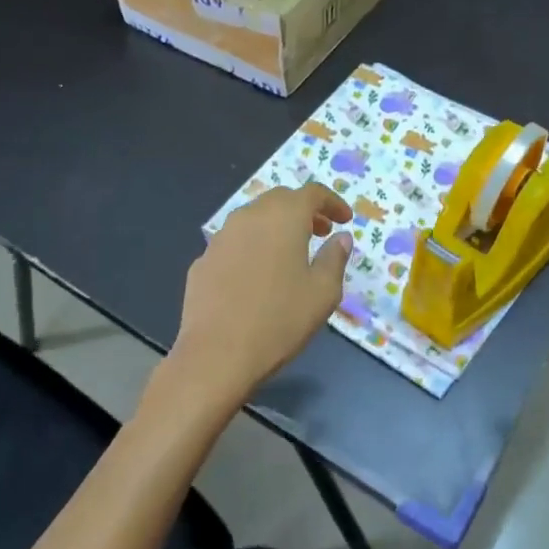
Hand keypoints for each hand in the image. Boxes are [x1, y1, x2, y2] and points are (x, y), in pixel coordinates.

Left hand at [154, 184, 353, 423]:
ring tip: (290, 253)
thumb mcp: (323, 292)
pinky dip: (253, 247)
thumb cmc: (280, 320)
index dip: (333, 202)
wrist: (216, 355)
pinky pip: (235, 243)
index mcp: (283, 217)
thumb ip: (335, 258)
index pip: (312, 193)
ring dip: (276, 227)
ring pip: (254, 219)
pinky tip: (257, 275)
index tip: (345, 219)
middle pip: (281, 200)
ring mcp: (221, 237)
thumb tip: (340, 237)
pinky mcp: (203, 260)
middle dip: (304, 211)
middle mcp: (250, 216)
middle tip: (321, 232)